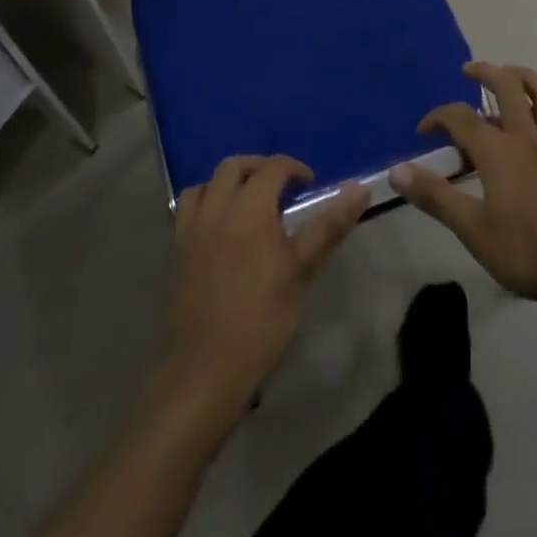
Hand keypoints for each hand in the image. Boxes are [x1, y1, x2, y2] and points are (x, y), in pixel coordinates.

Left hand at [159, 156, 366, 419]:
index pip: (273, 167)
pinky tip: (221, 230)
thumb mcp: (300, 271)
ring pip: (207, 183)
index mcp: (250, 207)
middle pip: (235, 166)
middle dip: (260, 168)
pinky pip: (188, 209)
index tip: (309, 185)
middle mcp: (217, 207)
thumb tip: (361, 189)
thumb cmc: (261, 320)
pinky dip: (207, 203)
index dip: (294, 169)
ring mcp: (191, 228)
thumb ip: (328, 226)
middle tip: (280, 189)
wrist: (203, 370)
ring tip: (248, 204)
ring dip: (229, 183)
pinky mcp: (175, 250)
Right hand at [389, 62, 536, 308]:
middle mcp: (529, 138)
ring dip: (530, 79)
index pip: (461, 119)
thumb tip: (397, 170)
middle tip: (471, 70)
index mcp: (498, 152)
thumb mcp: (474, 231)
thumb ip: (436, 197)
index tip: (424, 131)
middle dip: (487, 73)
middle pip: (508, 90)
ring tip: (515, 72)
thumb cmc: (531, 252)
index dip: (438, 117)